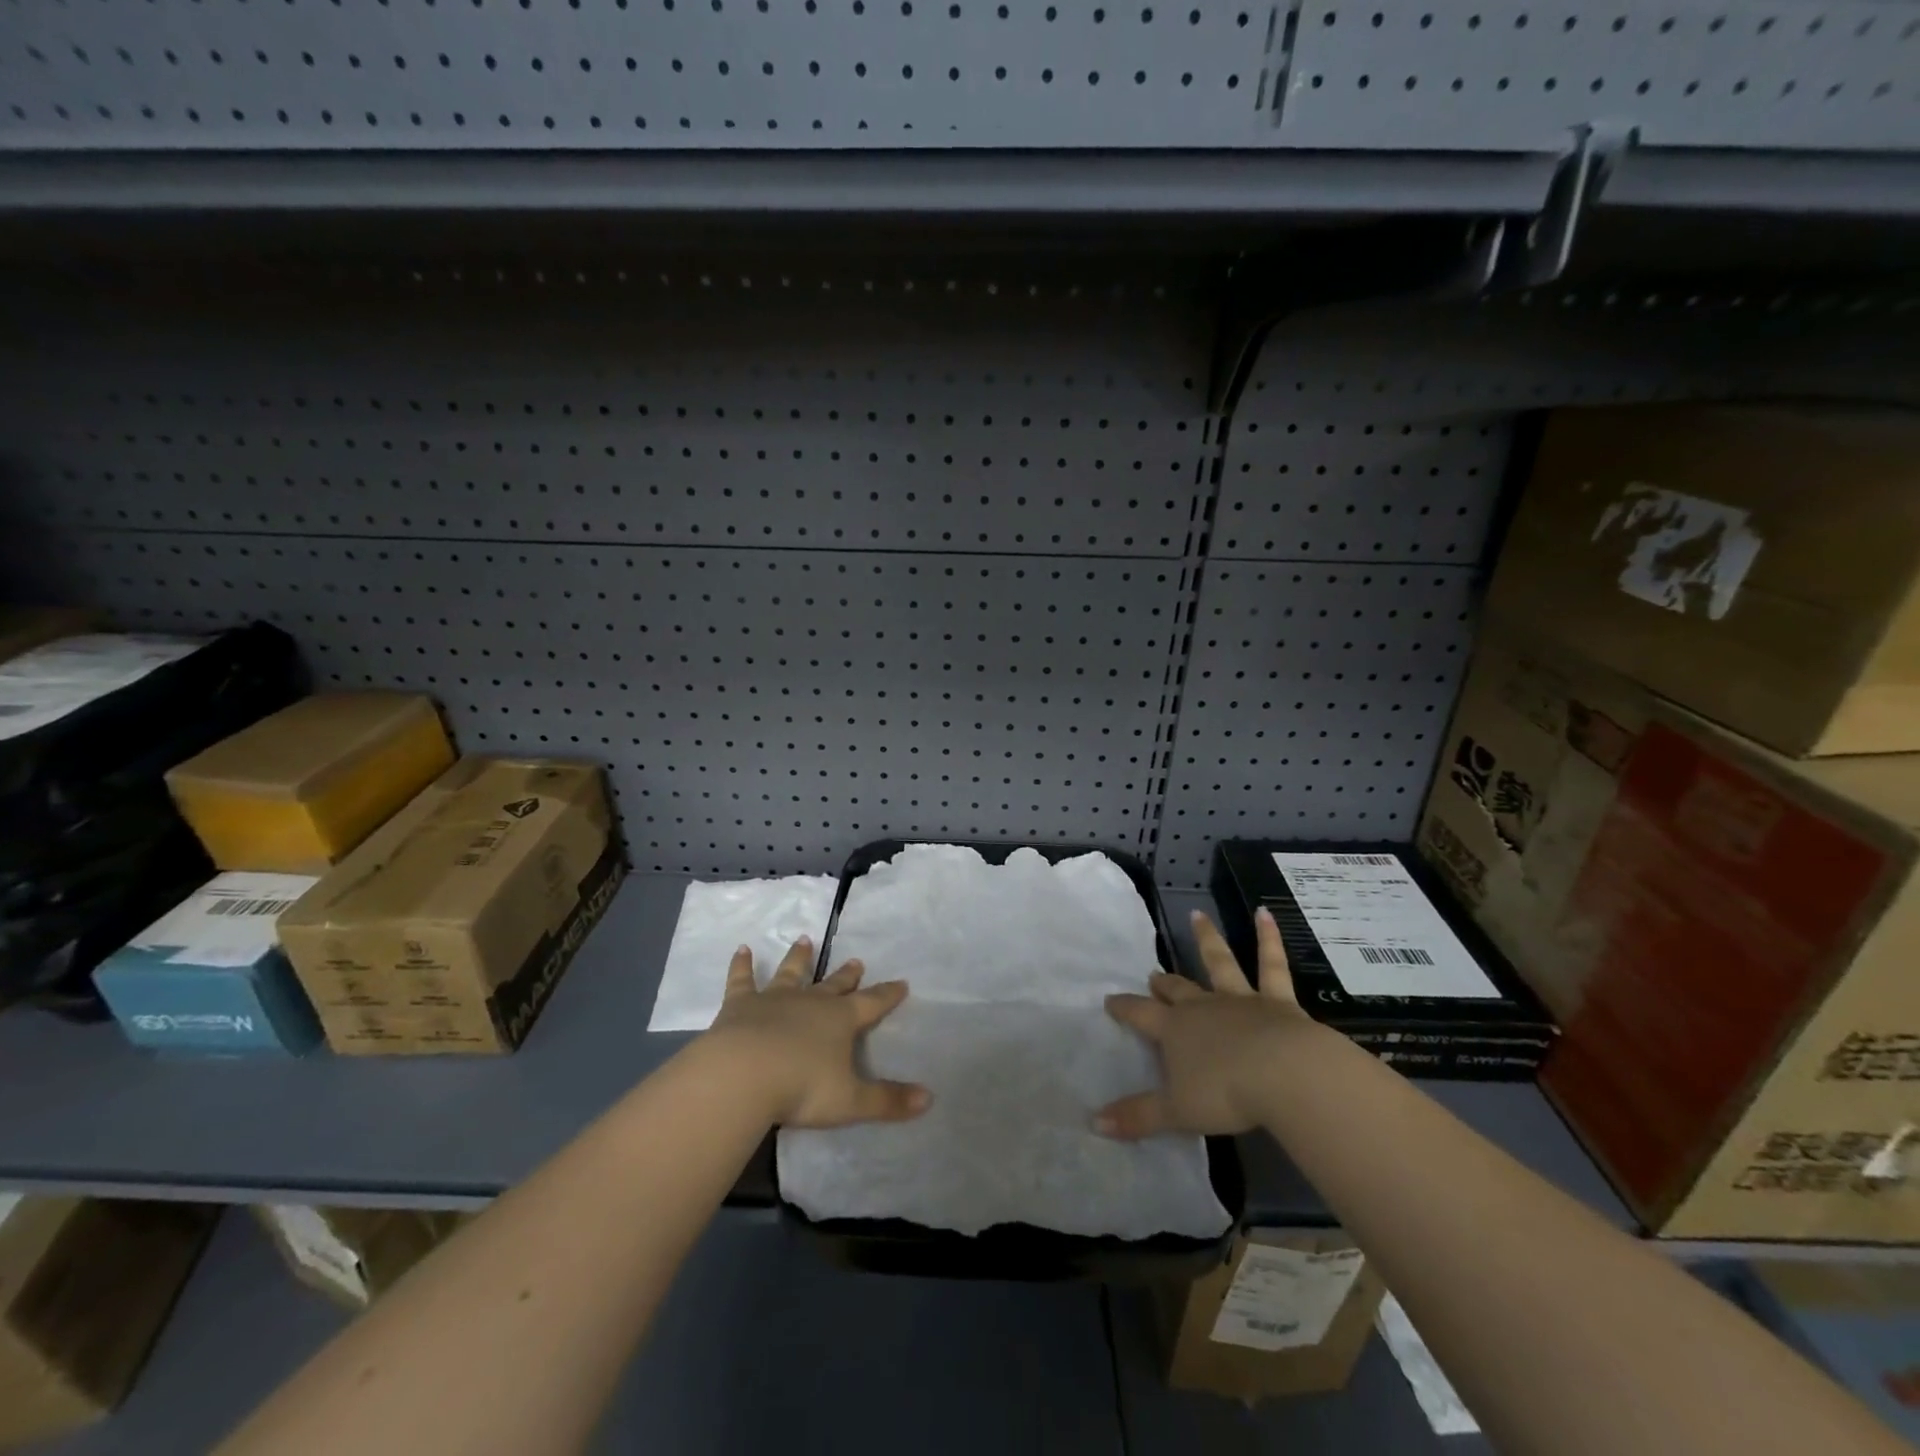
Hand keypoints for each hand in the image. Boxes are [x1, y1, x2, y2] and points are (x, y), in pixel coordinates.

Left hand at [706, 936, 931, 1128]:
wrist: (743, 1075)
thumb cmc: (801, 1088)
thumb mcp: (851, 1102)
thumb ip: (888, 1100)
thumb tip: (929, 1099)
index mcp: (840, 1020)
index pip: (872, 1003)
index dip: (888, 994)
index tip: (902, 982)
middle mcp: (811, 1002)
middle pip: (834, 985)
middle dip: (847, 975)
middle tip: (856, 961)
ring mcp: (774, 999)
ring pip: (791, 973)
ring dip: (799, 958)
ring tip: (804, 940)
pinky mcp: (740, 1004)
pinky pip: (742, 979)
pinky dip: (742, 965)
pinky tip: (742, 950)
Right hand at [1096, 907, 1316, 1138]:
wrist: (1285, 1075)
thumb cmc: (1226, 1093)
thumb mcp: (1176, 1111)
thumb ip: (1137, 1116)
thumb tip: (1093, 1123)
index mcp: (1175, 1031)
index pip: (1141, 1015)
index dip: (1124, 1008)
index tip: (1110, 999)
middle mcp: (1203, 1007)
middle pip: (1178, 990)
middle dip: (1164, 983)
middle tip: (1154, 974)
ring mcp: (1240, 999)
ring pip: (1219, 963)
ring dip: (1207, 939)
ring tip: (1197, 915)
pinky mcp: (1277, 1001)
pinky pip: (1272, 965)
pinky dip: (1268, 938)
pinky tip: (1266, 913)